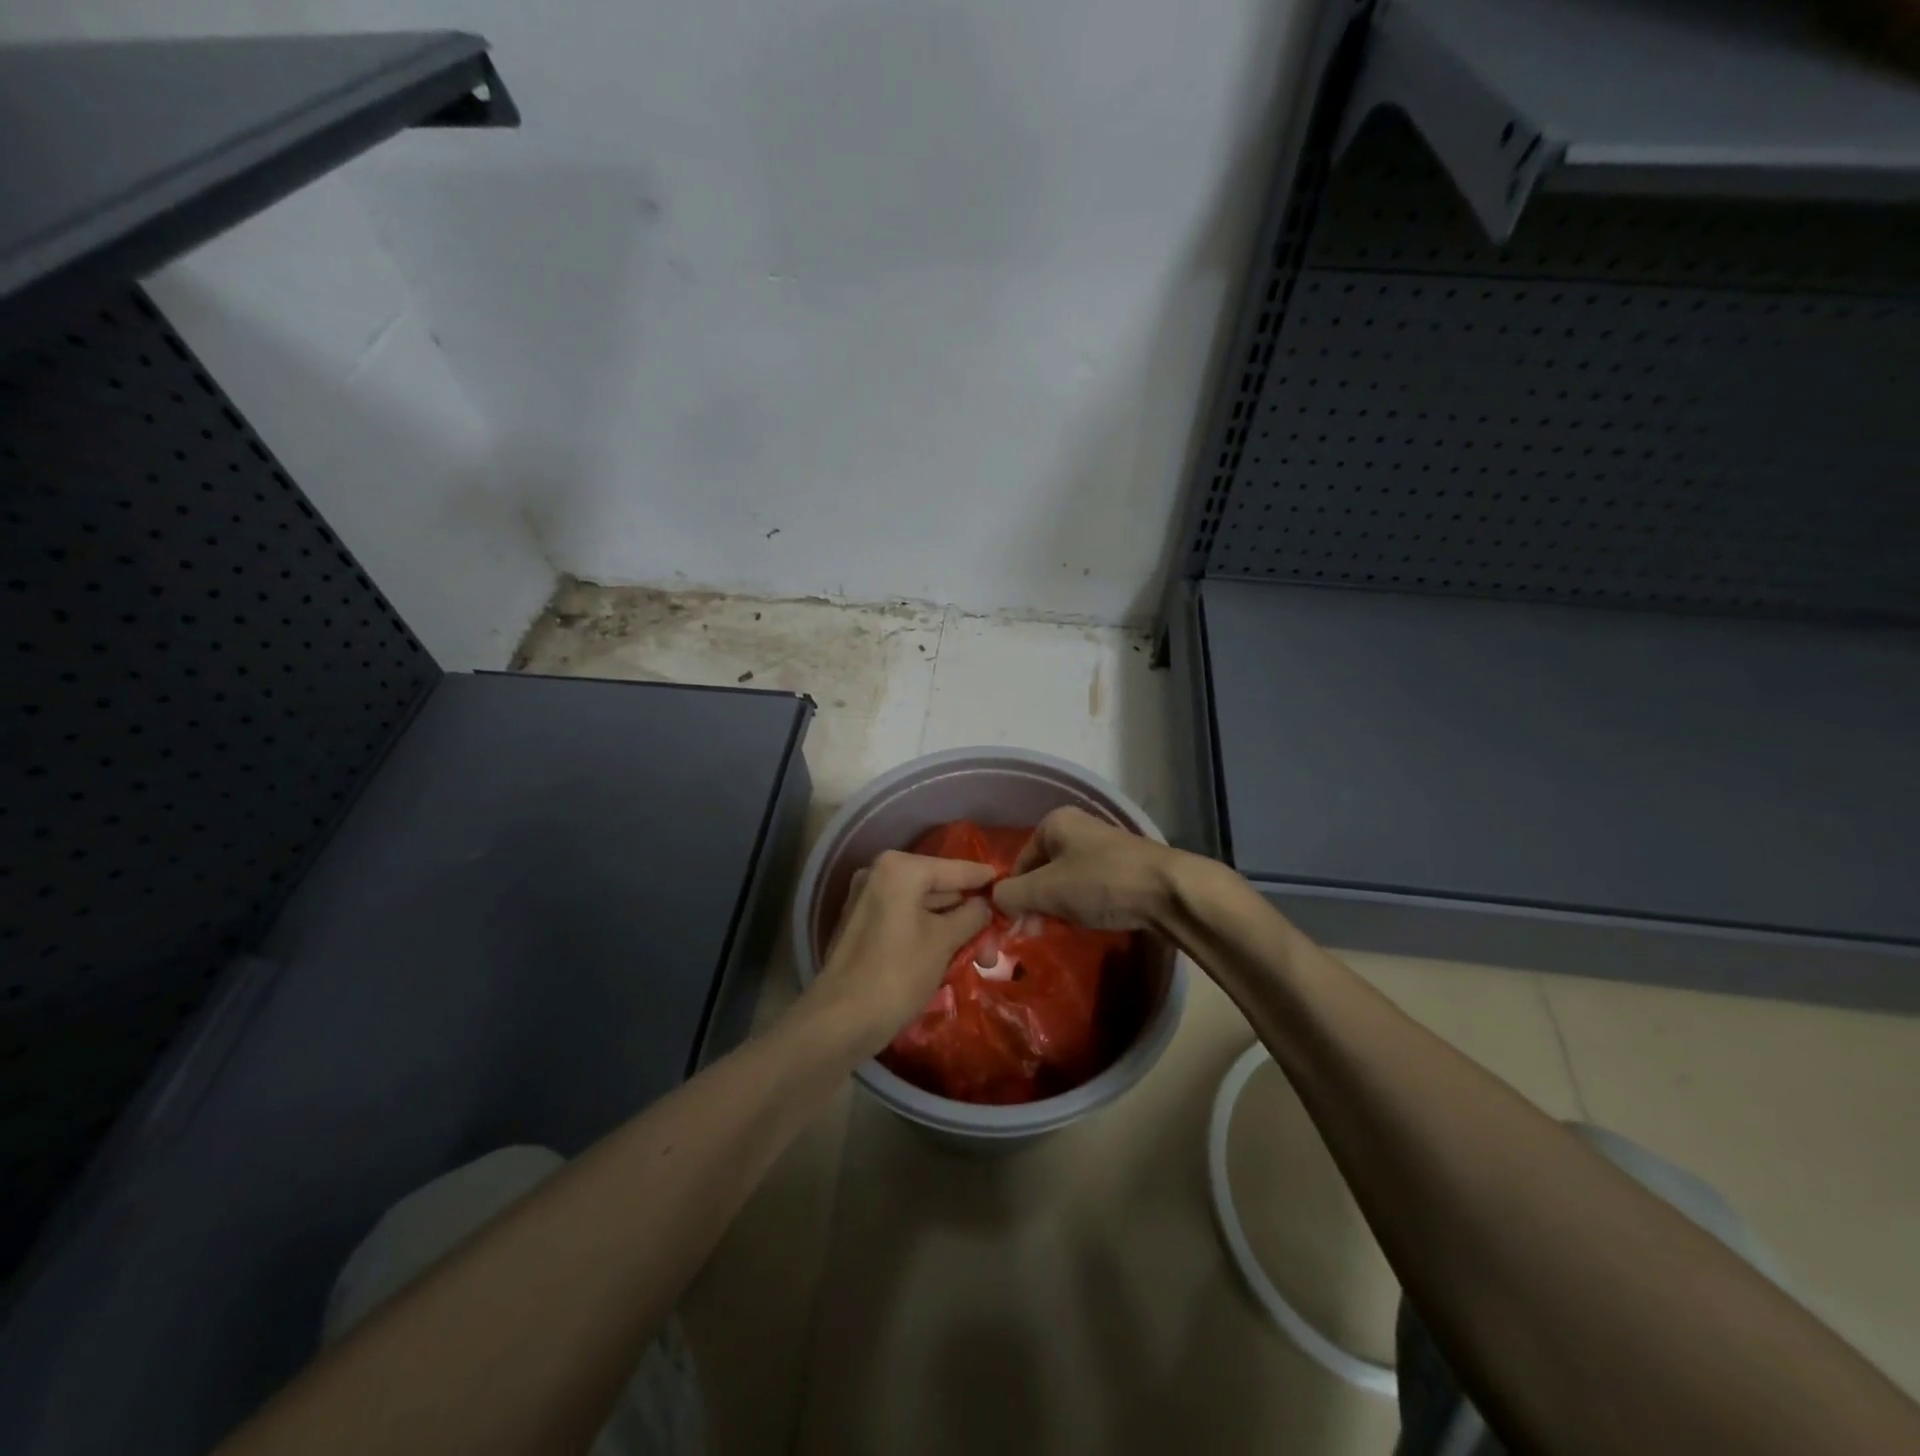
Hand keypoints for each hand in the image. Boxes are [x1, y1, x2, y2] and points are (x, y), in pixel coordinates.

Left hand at [806, 850, 993, 1056]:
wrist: (840, 1019)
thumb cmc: (898, 973)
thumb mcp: (944, 941)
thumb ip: (972, 915)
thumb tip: (986, 904)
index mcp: (900, 868)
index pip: (956, 869)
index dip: (986, 880)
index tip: (1012, 886)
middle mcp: (880, 873)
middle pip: (939, 889)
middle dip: (970, 915)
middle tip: (997, 942)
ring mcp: (867, 899)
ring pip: (923, 907)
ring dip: (952, 929)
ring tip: (981, 957)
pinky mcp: (862, 925)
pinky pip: (905, 920)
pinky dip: (928, 934)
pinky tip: (951, 956)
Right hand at [992, 806, 1181, 930]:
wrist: (1170, 891)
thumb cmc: (1101, 883)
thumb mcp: (1046, 891)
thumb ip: (1011, 895)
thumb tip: (994, 902)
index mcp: (1054, 823)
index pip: (1019, 862)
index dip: (1014, 895)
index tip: (1017, 926)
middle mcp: (1078, 828)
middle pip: (1042, 871)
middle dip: (1036, 902)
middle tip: (1036, 931)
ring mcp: (1103, 847)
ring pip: (1066, 881)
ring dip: (1059, 906)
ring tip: (1062, 929)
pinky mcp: (1124, 868)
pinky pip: (1090, 887)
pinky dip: (1084, 905)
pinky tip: (1089, 922)